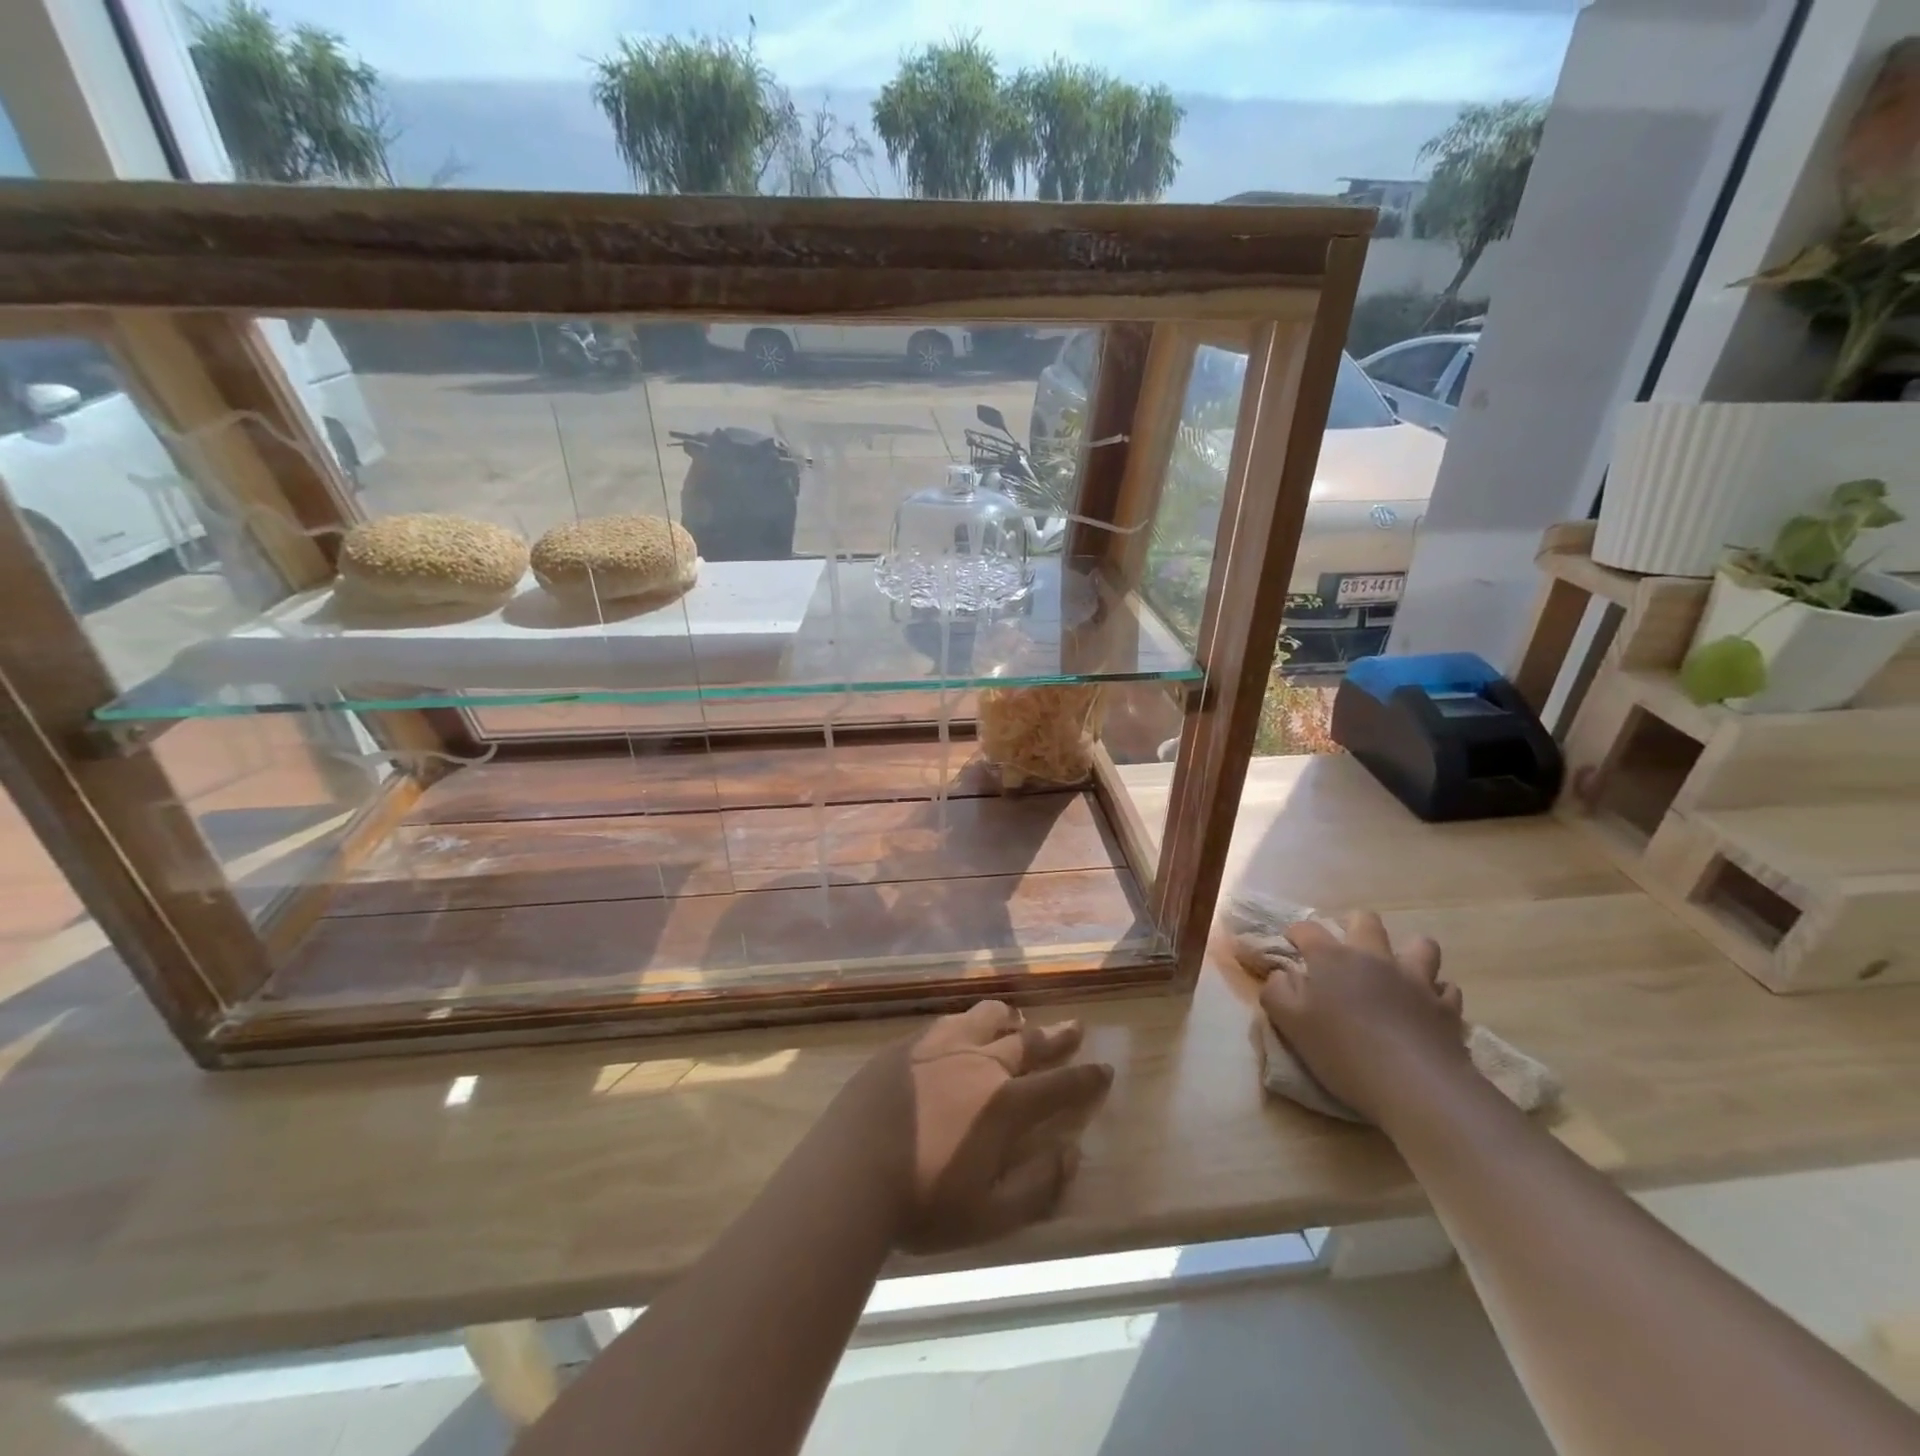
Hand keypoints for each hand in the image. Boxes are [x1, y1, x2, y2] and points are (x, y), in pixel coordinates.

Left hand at [837, 1001, 1113, 1253]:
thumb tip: (1072, 1154)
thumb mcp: (990, 1216)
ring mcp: (940, 1047)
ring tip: (1017, 1019)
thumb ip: (1038, 1186)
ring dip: (1008, 1019)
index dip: (1085, 1078)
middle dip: (1055, 1036)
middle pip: (1027, 1042)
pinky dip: (968, 1021)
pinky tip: (962, 1027)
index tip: (1105, 1068)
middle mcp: (979, 1063)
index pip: (1058, 1086)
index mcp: (1004, 1104)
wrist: (850, 1171)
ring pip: (985, 1018)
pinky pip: (949, 1021)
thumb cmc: (922, 1202)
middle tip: (1075, 1026)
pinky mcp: (908, 1045)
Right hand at [1259, 912, 1466, 1123]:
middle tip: (1345, 953)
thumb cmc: (1343, 1052)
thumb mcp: (1290, 1023)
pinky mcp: (1446, 1008)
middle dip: (1353, 926)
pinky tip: (1426, 1007)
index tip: (1291, 946)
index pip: (1307, 929)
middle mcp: (1374, 958)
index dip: (1296, 933)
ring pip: (1419, 945)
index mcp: (1332, 958)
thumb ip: (1276, 991)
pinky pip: (1446, 988)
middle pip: (1366, 921)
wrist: (1415, 1087)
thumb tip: (1280, 975)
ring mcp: (1415, 980)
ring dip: (1407, 954)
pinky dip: (1435, 993)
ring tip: (1396, 974)